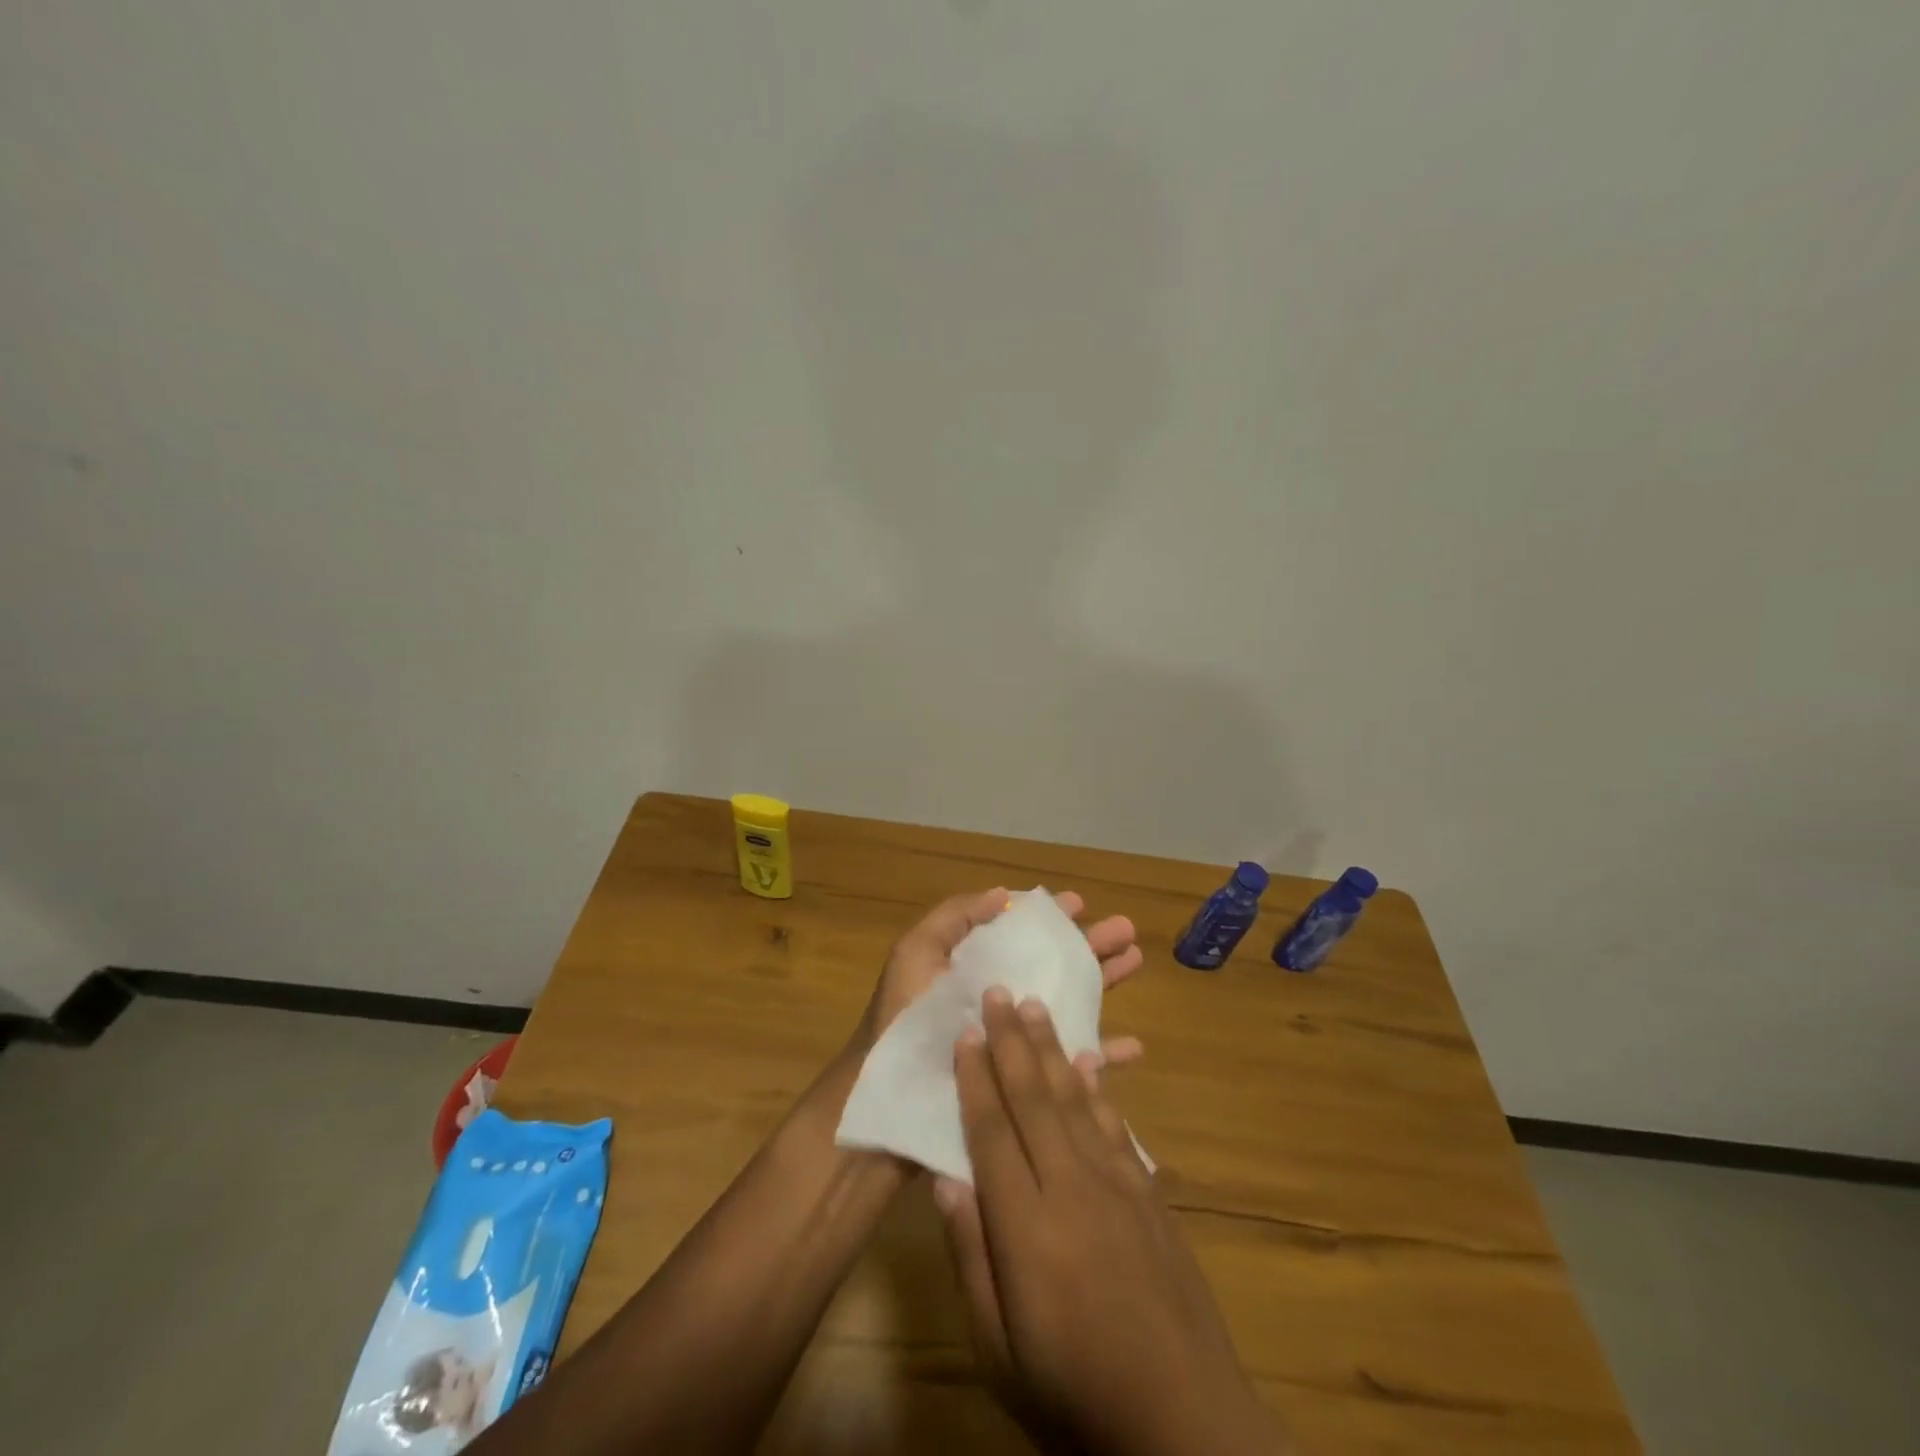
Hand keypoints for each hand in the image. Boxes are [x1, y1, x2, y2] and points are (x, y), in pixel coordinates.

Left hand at [853, 887, 1145, 1068]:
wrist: (889, 1099)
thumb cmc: (902, 1020)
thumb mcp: (916, 954)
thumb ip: (955, 918)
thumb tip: (1004, 894)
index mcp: (978, 969)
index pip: (1023, 936)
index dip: (1051, 918)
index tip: (1080, 903)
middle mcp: (1002, 1000)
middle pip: (1056, 966)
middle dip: (1091, 945)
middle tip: (1127, 929)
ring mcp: (1017, 1041)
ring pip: (1072, 1005)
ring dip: (1105, 983)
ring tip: (1136, 962)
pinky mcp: (1028, 1083)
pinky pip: (1072, 1068)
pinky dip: (1103, 1056)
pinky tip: (1133, 1047)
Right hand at [935, 990, 1290, 1455]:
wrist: (1185, 1425)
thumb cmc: (1075, 1397)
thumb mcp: (1000, 1352)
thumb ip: (971, 1258)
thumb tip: (947, 1179)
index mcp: (1027, 1228)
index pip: (991, 1134)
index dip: (975, 1079)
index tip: (964, 1034)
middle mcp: (1071, 1189)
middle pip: (1033, 1099)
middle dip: (1012, 1041)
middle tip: (998, 992)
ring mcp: (1117, 1186)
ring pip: (1075, 1100)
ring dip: (1051, 1049)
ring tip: (1036, 1007)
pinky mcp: (1149, 1196)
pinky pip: (1115, 1126)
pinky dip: (1097, 1088)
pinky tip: (1088, 1063)